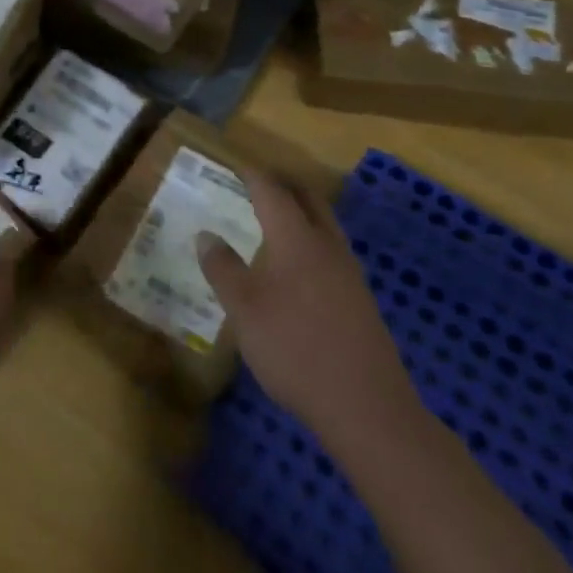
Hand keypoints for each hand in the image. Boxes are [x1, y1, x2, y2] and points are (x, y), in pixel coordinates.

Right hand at [196, 170, 421, 449]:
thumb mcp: (244, 310)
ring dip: (301, 213)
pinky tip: (296, 267)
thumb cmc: (295, 349)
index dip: (253, 176)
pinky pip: (331, 251)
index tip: (236, 166)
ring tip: (274, 219)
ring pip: (325, 226)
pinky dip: (311, 240)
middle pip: (309, 200)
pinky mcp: (360, 300)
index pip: (273, 192)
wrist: (366, 406)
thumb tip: (206, 235)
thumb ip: (223, 269)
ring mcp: (350, 274)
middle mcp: (327, 247)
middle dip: (283, 186)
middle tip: (257, 183)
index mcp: (297, 240)